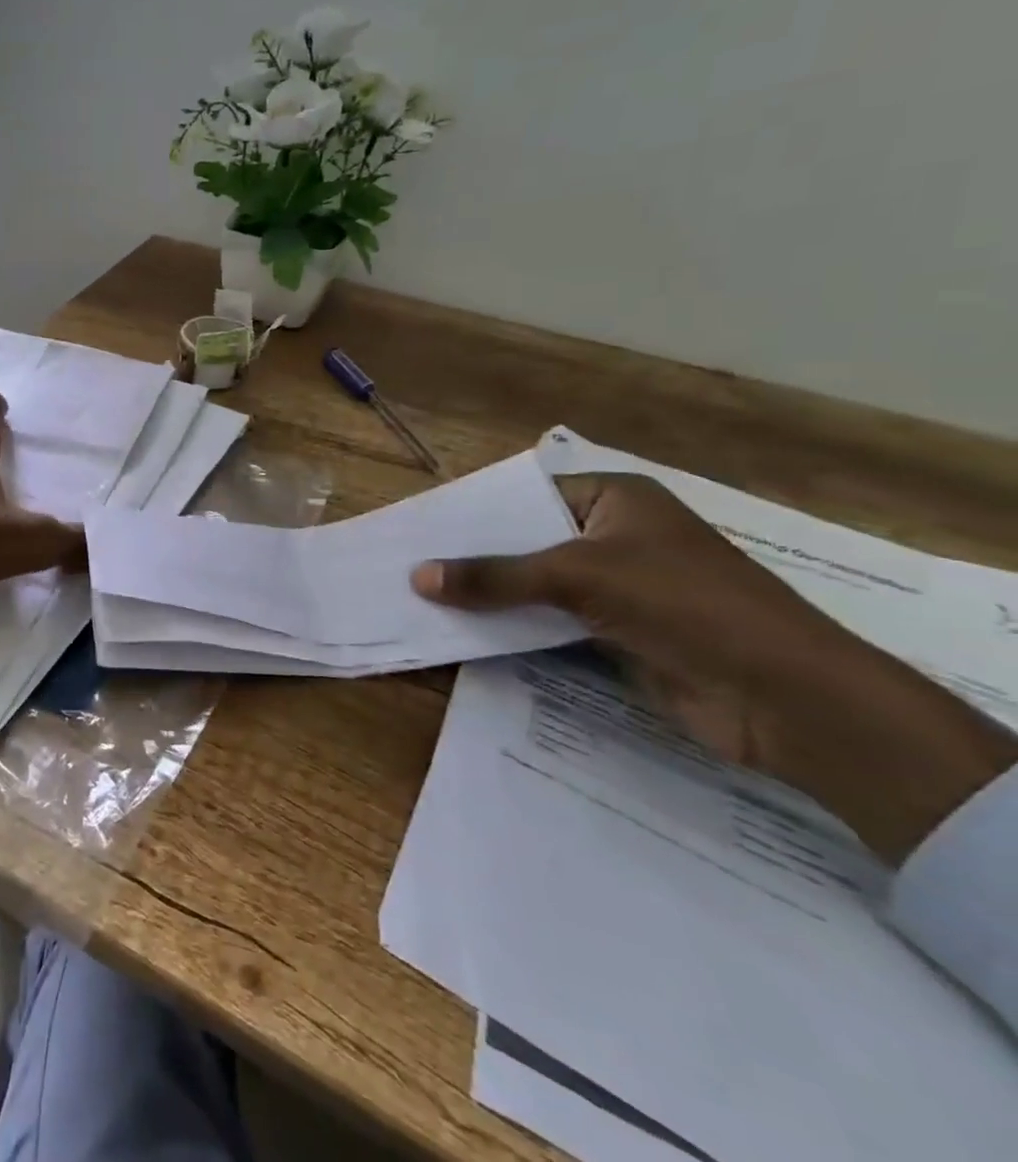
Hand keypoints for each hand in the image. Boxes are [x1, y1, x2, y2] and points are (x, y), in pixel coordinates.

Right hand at [412, 473, 1017, 862]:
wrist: (786, 698)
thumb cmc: (685, 605)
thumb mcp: (580, 578)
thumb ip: (495, 577)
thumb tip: (417, 576)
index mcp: (615, 500)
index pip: (527, 493)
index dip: (474, 509)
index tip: (418, 524)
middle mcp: (613, 536)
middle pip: (526, 540)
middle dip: (472, 557)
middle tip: (406, 562)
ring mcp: (617, 588)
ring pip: (534, 585)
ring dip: (489, 596)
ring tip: (419, 596)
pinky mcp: (616, 633)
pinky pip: (548, 622)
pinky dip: (512, 627)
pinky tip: (463, 631)